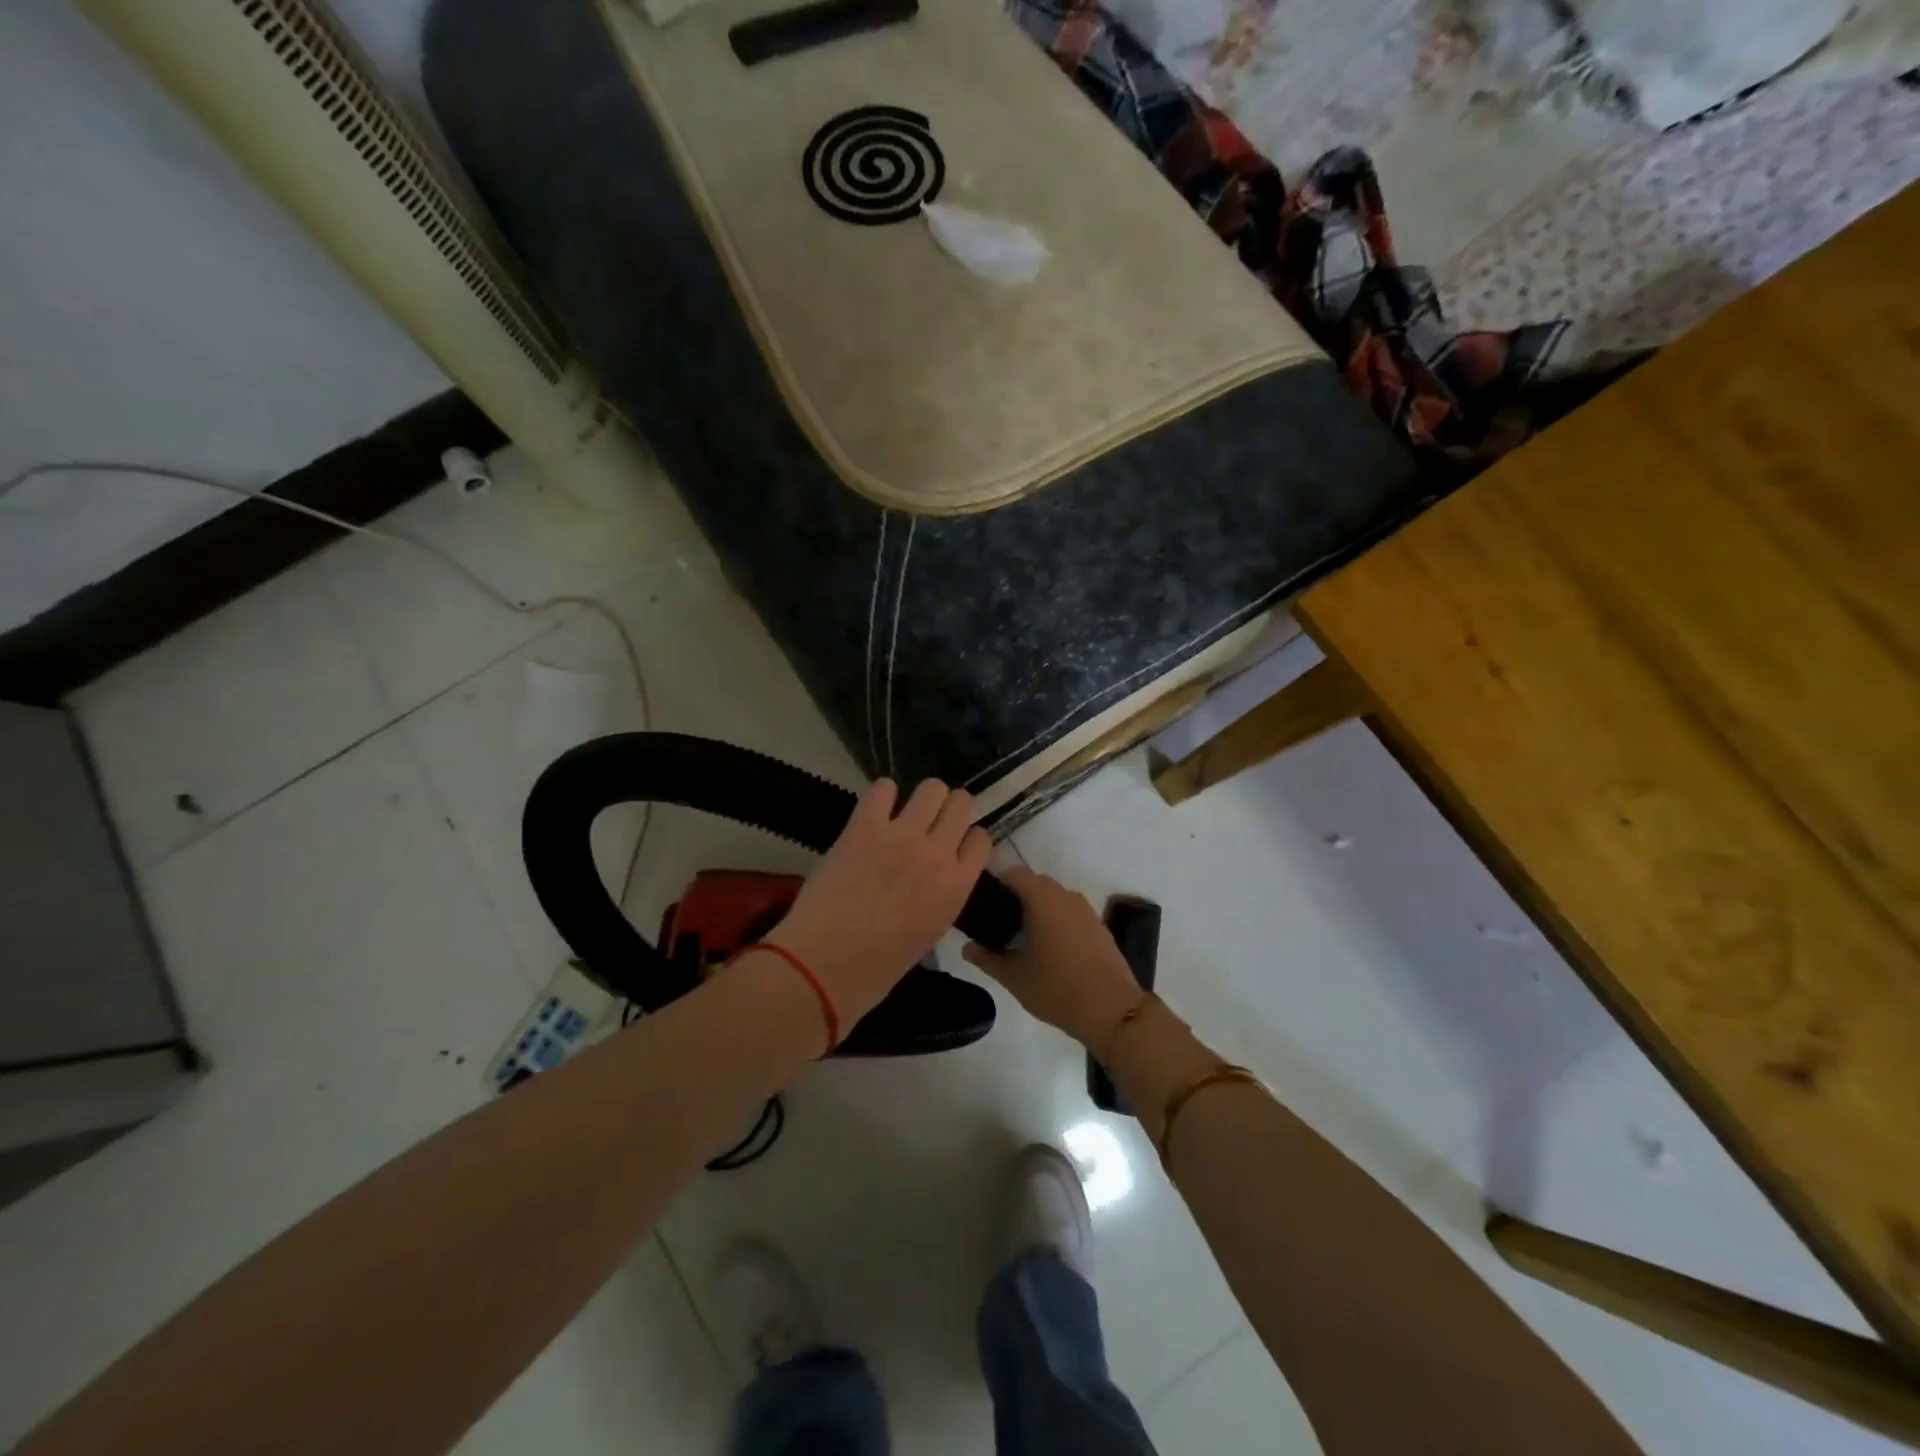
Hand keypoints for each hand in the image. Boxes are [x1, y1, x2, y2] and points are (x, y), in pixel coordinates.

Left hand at [770, 779, 992, 1028]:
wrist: (825, 965)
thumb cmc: (876, 968)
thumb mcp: (928, 934)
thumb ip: (939, 898)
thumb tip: (930, 881)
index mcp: (957, 888)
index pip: (981, 840)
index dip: (968, 838)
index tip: (954, 843)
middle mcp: (938, 854)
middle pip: (961, 803)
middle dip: (950, 808)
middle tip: (931, 820)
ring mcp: (902, 836)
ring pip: (931, 788)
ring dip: (922, 797)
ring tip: (905, 811)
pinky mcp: (865, 826)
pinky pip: (882, 788)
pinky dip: (882, 794)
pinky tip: (875, 810)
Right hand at [962, 868, 1145, 1049]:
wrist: (1112, 1009)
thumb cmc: (1057, 988)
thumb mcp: (1014, 977)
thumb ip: (987, 958)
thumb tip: (967, 948)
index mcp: (1043, 899)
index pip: (1015, 873)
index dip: (998, 883)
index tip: (985, 904)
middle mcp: (1066, 896)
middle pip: (1036, 884)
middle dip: (1017, 898)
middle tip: (1000, 925)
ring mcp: (1086, 911)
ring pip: (1055, 899)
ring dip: (1039, 911)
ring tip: (1024, 939)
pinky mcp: (1099, 927)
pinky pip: (1071, 914)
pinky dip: (1058, 922)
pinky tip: (1051, 950)